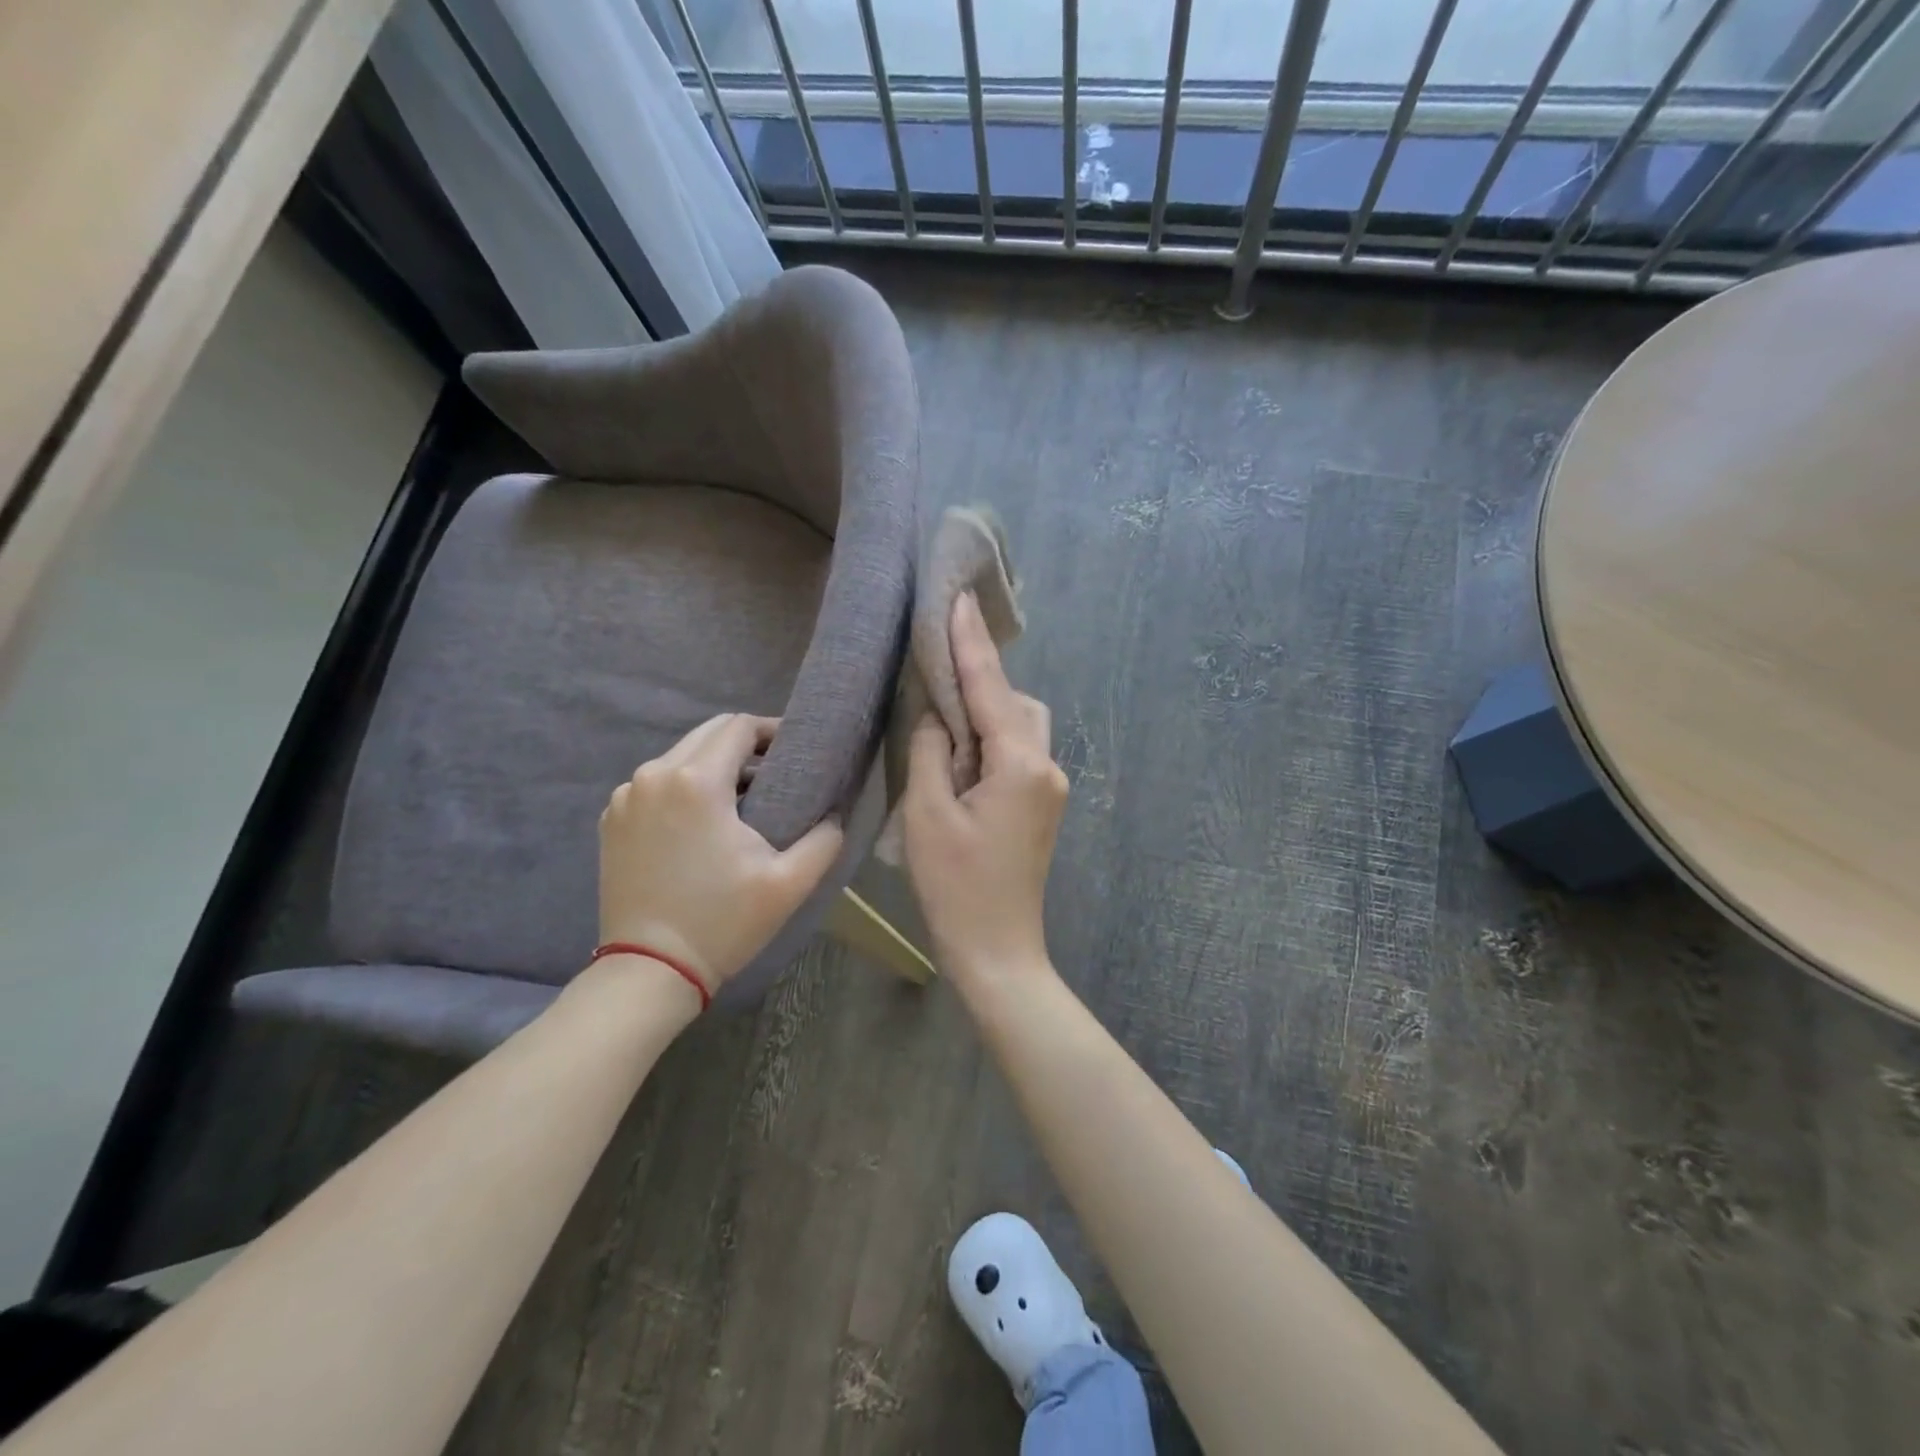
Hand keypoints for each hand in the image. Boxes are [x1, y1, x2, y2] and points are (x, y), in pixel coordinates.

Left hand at [599, 714, 844, 993]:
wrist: (649, 971)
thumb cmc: (722, 922)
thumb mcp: (790, 883)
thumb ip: (825, 838)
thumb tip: (836, 814)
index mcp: (696, 781)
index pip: (739, 727)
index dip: (772, 729)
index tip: (795, 749)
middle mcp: (653, 775)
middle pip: (707, 734)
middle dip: (744, 743)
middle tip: (775, 770)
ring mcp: (626, 798)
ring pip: (679, 757)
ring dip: (713, 764)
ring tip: (743, 796)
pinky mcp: (612, 820)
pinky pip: (655, 784)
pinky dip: (682, 787)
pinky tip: (702, 819)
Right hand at [903, 592, 1068, 982]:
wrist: (997, 951)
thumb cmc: (956, 886)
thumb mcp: (928, 813)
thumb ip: (932, 750)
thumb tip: (940, 717)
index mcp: (1020, 765)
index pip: (990, 688)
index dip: (970, 642)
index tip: (959, 598)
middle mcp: (1046, 767)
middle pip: (1017, 703)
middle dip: (981, 683)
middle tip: (936, 677)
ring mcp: (1050, 789)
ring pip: (1021, 727)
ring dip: (986, 715)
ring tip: (944, 724)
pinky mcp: (1042, 807)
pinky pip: (1019, 754)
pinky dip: (992, 742)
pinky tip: (963, 754)